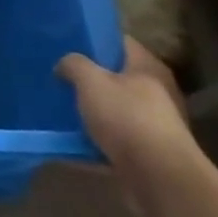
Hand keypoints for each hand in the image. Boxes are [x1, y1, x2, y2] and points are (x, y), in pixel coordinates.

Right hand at [56, 38, 200, 213]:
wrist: (158, 177)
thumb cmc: (127, 119)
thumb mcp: (91, 82)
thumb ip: (74, 65)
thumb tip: (65, 64)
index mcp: (147, 67)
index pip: (119, 41)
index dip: (93, 39)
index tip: (67, 42)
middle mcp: (156, 92)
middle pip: (116, 76)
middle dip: (89, 77)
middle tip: (59, 75)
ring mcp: (154, 123)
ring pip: (114, 109)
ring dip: (91, 110)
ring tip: (60, 107)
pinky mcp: (146, 151)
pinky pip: (113, 138)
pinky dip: (94, 139)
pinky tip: (70, 140)